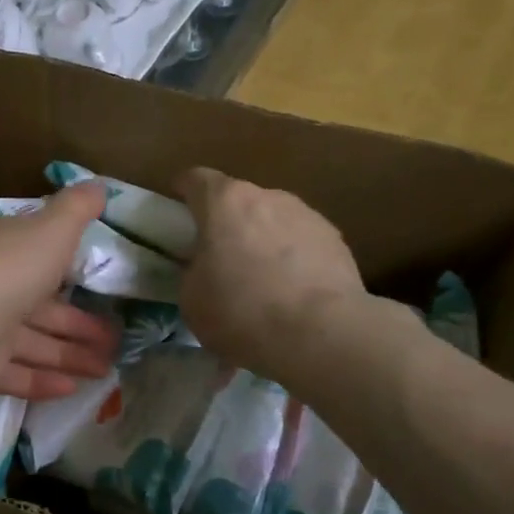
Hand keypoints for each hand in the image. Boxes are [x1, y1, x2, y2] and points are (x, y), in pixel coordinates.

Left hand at [0, 182, 119, 400]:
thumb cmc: (9, 264)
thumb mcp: (52, 227)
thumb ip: (76, 209)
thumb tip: (99, 185)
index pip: (24, 249)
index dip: (61, 265)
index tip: (93, 283)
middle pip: (33, 303)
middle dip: (76, 324)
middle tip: (114, 340)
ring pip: (26, 342)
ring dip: (67, 355)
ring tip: (106, 369)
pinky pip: (11, 372)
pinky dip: (41, 380)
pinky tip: (73, 388)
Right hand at [176, 167, 374, 381]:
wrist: (319, 333)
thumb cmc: (241, 311)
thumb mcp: (191, 298)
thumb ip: (193, 271)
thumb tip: (205, 269)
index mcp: (225, 202)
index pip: (196, 179)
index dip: (184, 191)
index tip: (177, 209)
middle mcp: (268, 196)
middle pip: (239, 200)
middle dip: (228, 223)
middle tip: (220, 258)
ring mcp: (307, 215)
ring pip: (274, 220)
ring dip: (263, 240)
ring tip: (262, 281)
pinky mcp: (336, 241)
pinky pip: (303, 243)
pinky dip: (294, 259)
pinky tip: (293, 292)